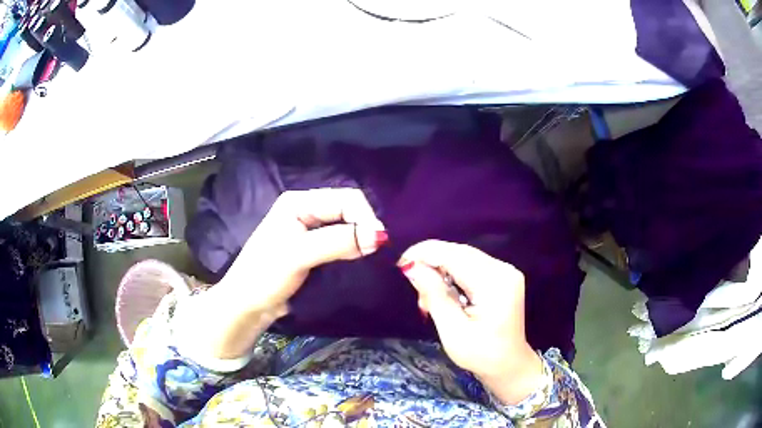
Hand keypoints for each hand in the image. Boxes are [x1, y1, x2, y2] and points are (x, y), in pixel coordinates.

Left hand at [222, 188, 386, 313]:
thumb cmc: (265, 275)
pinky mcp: (313, 249)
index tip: (378, 243)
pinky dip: (353, 250)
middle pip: (347, 210)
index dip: (365, 217)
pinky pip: (340, 243)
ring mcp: (309, 230)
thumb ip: (338, 241)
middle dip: (364, 227)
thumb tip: (379, 236)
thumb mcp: (299, 255)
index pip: (345, 198)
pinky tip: (360, 260)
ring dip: (360, 239)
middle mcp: (306, 210)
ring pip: (346, 227)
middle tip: (376, 252)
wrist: (247, 305)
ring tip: (371, 257)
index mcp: (299, 202)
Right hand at [399, 240, 543, 404]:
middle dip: (431, 262)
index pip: (454, 255)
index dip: (425, 253)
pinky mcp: (502, 276)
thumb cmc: (480, 355)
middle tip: (413, 284)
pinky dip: (452, 274)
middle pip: (459, 252)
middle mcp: (503, 269)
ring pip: (463, 256)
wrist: (509, 364)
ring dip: (440, 269)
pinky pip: (471, 265)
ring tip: (428, 296)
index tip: (400, 264)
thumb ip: (434, 295)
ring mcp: (505, 271)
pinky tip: (444, 292)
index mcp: (494, 284)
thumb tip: (411, 267)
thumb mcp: (452, 330)